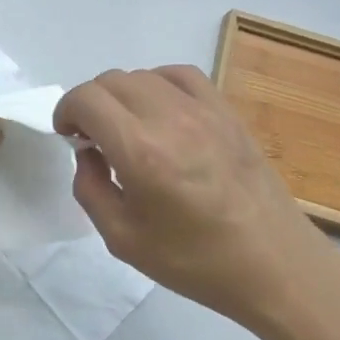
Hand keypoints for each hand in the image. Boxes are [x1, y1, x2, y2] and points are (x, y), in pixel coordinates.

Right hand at [54, 65, 336, 323]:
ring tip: (127, 127)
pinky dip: (158, 84)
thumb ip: (90, 190)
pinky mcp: (226, 112)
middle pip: (111, 81)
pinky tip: (161, 111)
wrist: (273, 265)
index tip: (69, 136)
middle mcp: (170, 119)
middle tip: (93, 138)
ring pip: (144, 74)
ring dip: (122, 94)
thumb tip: (88, 155)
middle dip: (90, 103)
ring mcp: (203, 110)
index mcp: (141, 152)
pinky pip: (181, 75)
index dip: (66, 111)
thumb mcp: (123, 240)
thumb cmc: (195, 261)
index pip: (87, 99)